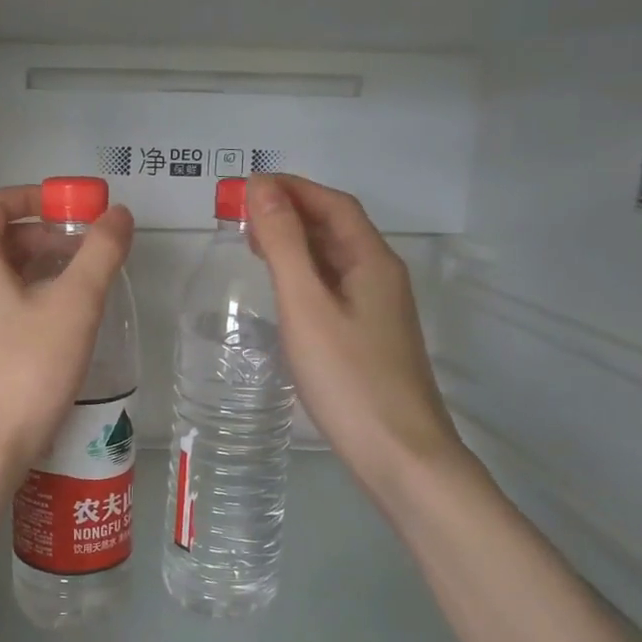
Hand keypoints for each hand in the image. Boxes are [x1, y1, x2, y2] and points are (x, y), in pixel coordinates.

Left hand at [0, 185, 134, 476]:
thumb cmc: (24, 371)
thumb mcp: (73, 307)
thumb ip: (99, 254)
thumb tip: (118, 214)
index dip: (35, 196)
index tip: (75, 209)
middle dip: (45, 235)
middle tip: (89, 251)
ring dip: (40, 268)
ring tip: (84, 286)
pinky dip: (28, 298)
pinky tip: (61, 326)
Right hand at [247, 174, 462, 484]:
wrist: (400, 455)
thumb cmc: (349, 378)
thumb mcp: (307, 306)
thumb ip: (284, 245)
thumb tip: (262, 188)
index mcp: (372, 261)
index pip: (333, 204)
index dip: (292, 188)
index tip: (246, 186)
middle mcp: (381, 277)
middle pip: (337, 228)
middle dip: (291, 212)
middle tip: (241, 216)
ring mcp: (380, 310)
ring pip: (335, 260)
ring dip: (297, 243)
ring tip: (254, 245)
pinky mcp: (371, 338)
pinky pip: (335, 288)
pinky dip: (305, 275)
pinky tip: (284, 293)